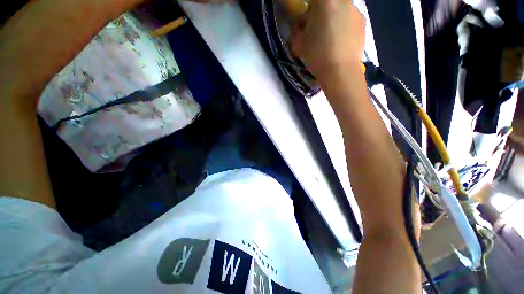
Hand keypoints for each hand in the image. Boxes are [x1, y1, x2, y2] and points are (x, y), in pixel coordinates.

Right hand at [290, 0, 364, 82]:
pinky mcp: (363, 24)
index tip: (306, 19)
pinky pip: (349, 20)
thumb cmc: (317, 56)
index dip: (309, 7)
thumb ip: (297, 29)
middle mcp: (343, 1)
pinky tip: (340, 43)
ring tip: (329, 38)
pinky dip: (343, 27)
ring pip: (340, 10)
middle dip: (321, 11)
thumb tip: (300, 24)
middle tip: (317, 28)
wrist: (341, 72)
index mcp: (326, 1)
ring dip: (333, 19)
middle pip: (329, 1)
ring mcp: (356, 11)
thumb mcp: (299, 44)